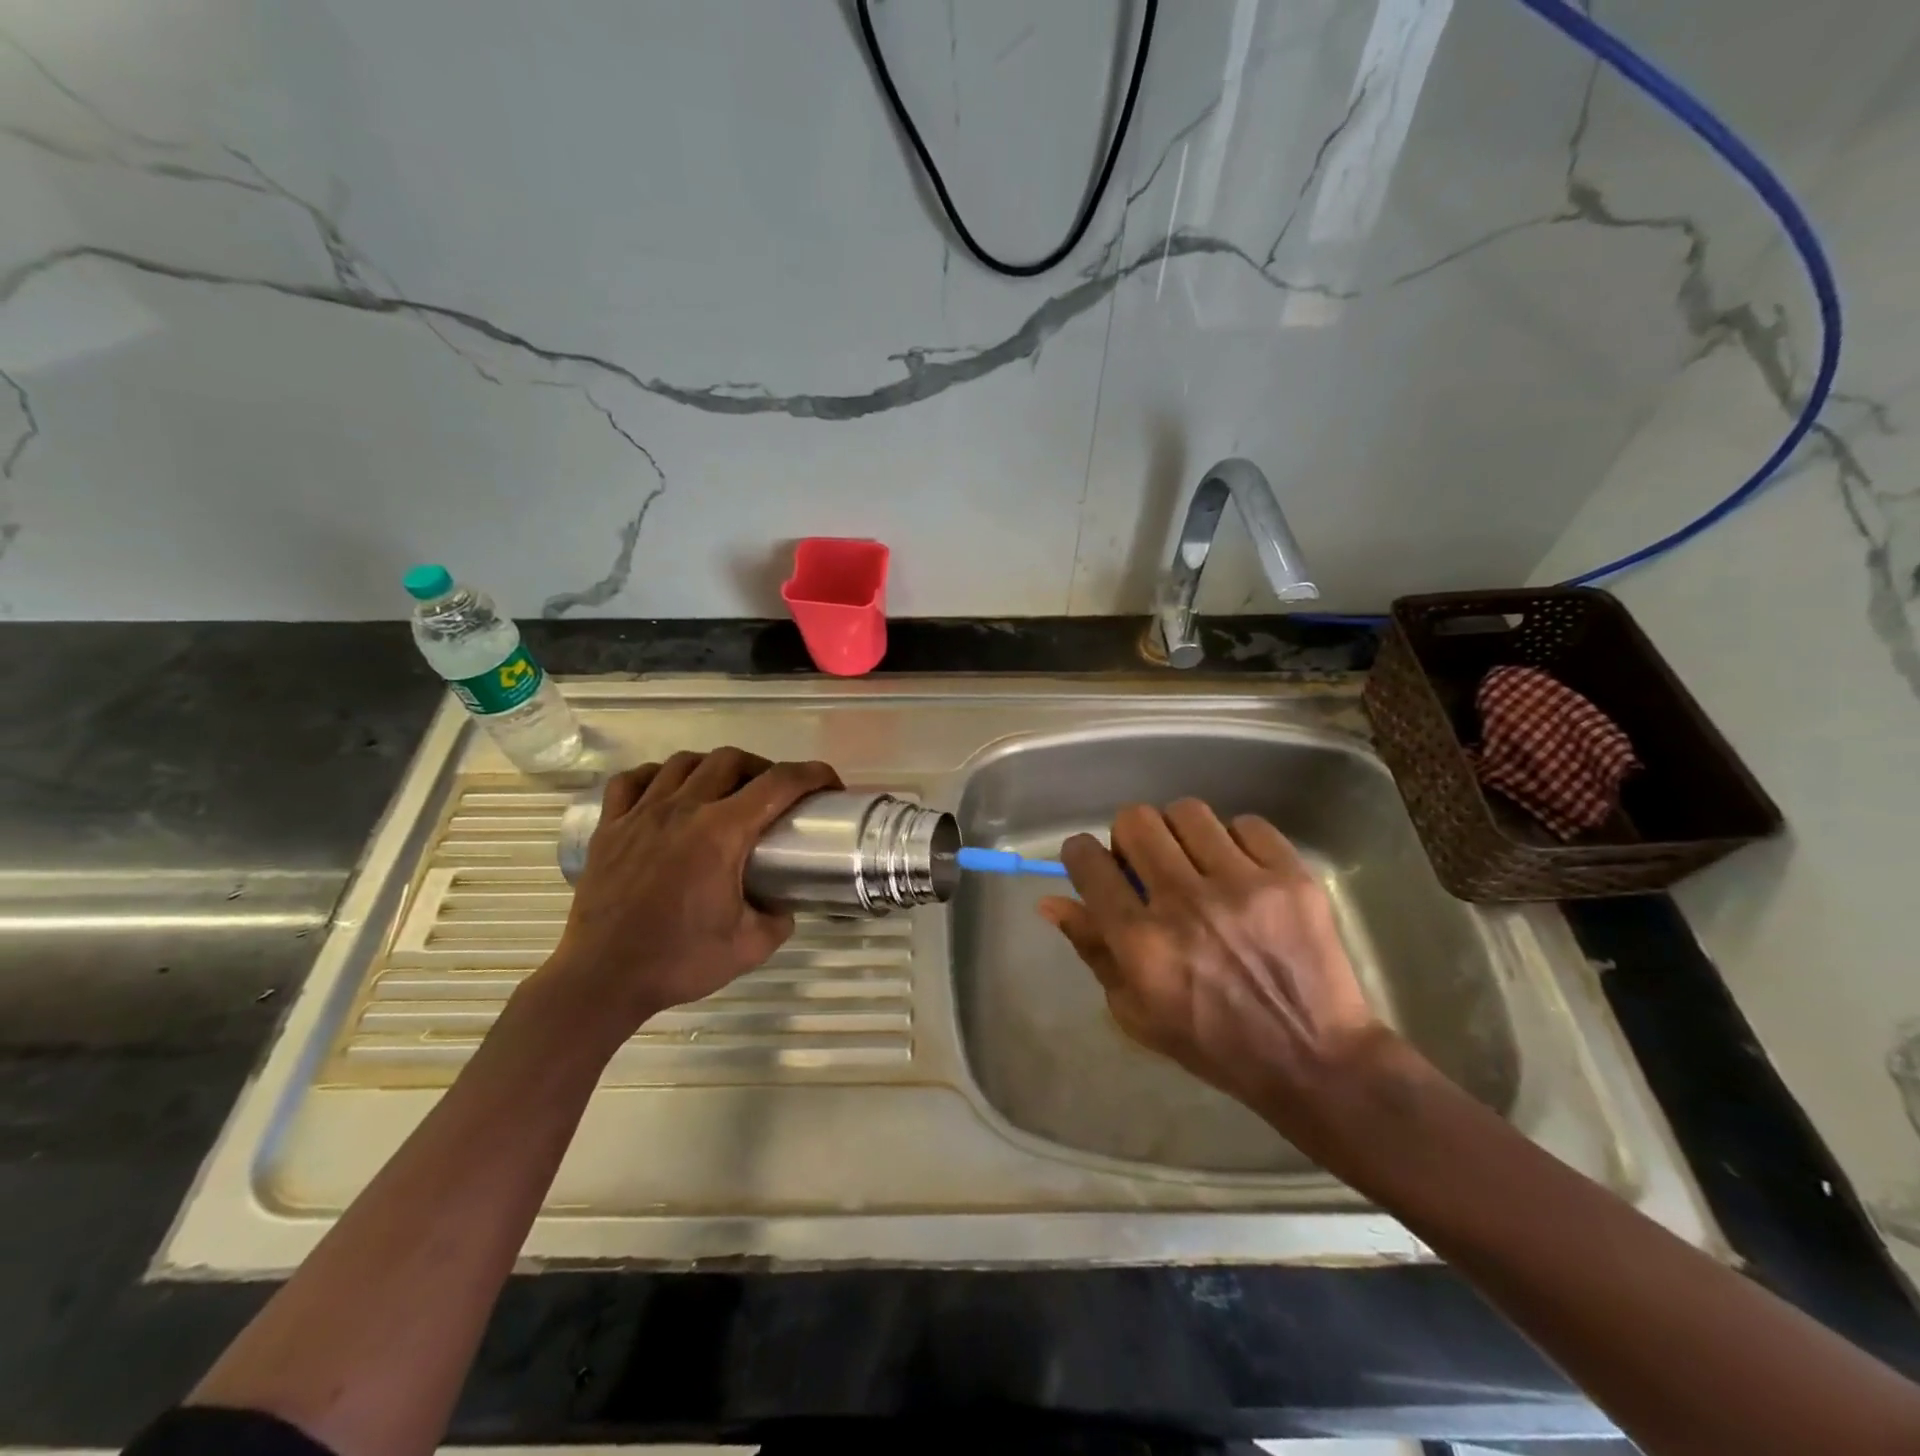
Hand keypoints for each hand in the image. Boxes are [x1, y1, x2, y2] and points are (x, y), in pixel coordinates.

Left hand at [545, 748, 840, 1033]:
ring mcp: (640, 814)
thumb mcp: (750, 947)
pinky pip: (631, 781)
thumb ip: (779, 919)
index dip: (813, 775)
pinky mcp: (609, 828)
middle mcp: (682, 809)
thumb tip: (785, 903)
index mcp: (721, 833)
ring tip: (724, 790)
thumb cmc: (678, 962)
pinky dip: (656, 776)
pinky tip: (665, 791)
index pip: (778, 784)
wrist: (602, 980)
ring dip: (713, 767)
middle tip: (775, 794)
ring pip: (683, 762)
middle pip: (730, 760)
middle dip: (764, 767)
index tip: (830, 784)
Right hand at [1038, 800, 1395, 1153]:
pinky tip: (1241, 872)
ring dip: (1180, 833)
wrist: (1314, 1059)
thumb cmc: (1213, 1043)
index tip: (1090, 861)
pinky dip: (1235, 842)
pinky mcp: (1291, 877)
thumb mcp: (1136, 1011)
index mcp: (1142, 943)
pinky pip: (1247, 824)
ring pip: (1188, 812)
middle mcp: (1186, 904)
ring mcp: (1243, 886)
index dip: (1080, 853)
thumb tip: (1051, 900)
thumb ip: (1092, 949)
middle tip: (1145, 862)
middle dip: (1129, 836)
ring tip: (1195, 862)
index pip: (1089, 863)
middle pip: (1135, 821)